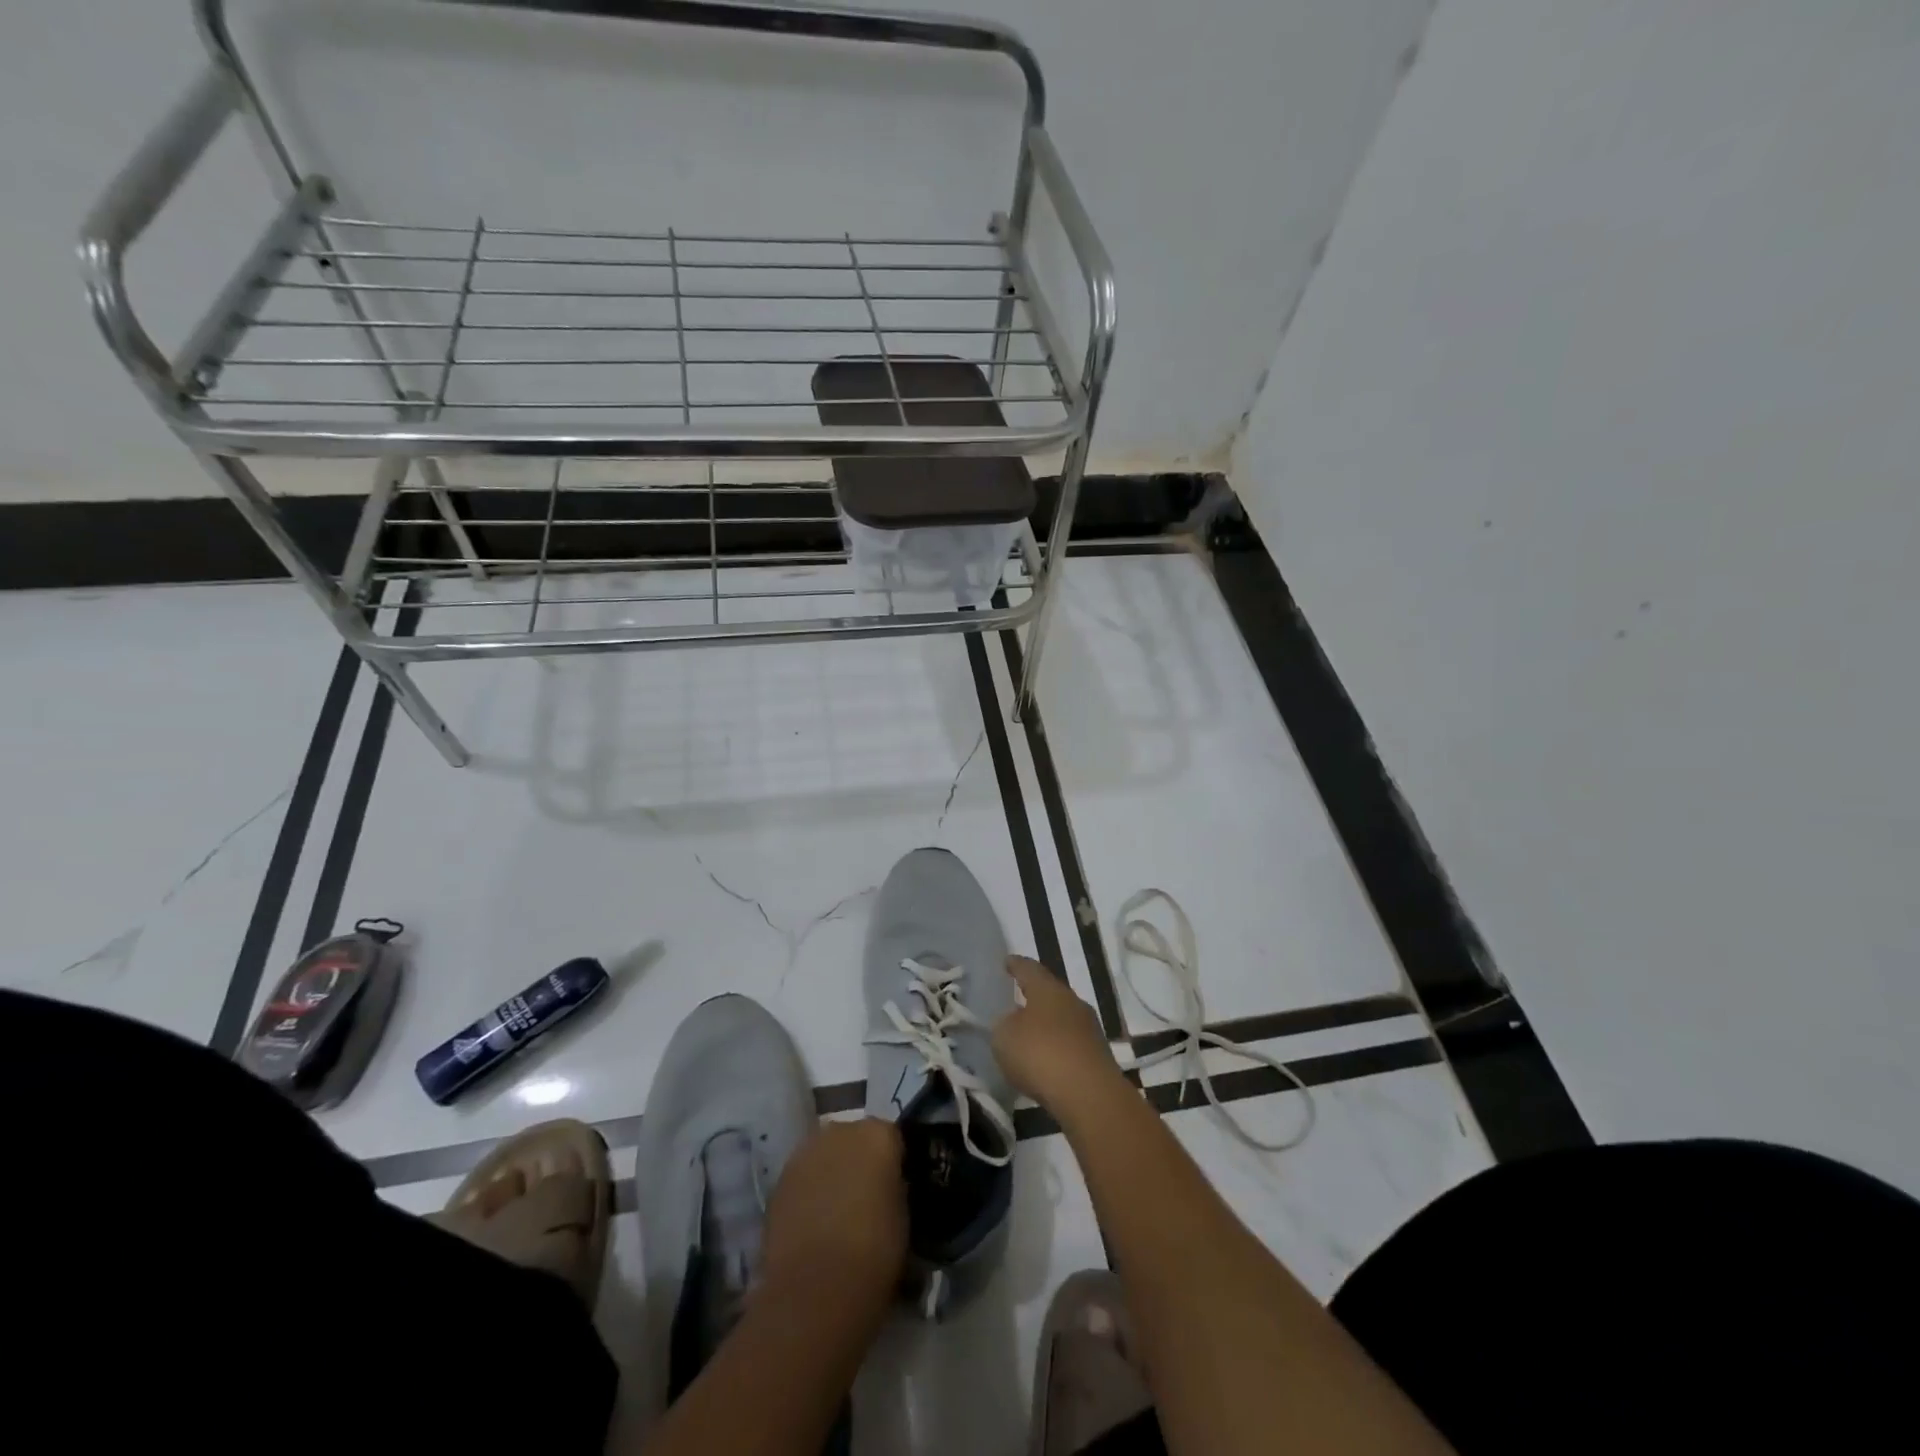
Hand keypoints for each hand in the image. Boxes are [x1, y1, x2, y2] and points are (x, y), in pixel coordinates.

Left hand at [762, 1118, 906, 1313]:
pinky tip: (813, 1223)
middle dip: (860, 1161)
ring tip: (837, 1212)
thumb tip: (888, 1188)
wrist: (815, 1289)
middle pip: (855, 1139)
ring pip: (825, 1155)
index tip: (896, 1187)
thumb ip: (896, 1188)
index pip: (892, 1137)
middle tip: (867, 1198)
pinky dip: (809, 1191)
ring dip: (832, 1172)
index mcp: (877, 1134)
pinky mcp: (779, 1179)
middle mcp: (841, 1131)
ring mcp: (805, 1152)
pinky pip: (803, 1176)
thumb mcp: (904, 1216)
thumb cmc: (874, 1251)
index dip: (894, 1163)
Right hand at [993, 955, 1127, 1116]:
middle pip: (1050, 993)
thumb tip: (1013, 1021)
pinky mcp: (1098, 1056)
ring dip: (1047, 1025)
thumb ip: (1004, 1024)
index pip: (1029, 969)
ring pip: (1062, 1019)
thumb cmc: (1041, 1054)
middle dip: (1033, 996)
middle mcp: (1072, 1002)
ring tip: (1029, 1035)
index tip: (1007, 962)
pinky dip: (1057, 1048)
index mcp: (1048, 989)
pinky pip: (1070, 1043)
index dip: (1016, 965)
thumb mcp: (1005, 1037)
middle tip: (1016, 1000)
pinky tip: (1046, 1061)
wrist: (1089, 1095)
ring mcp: (1089, 1029)